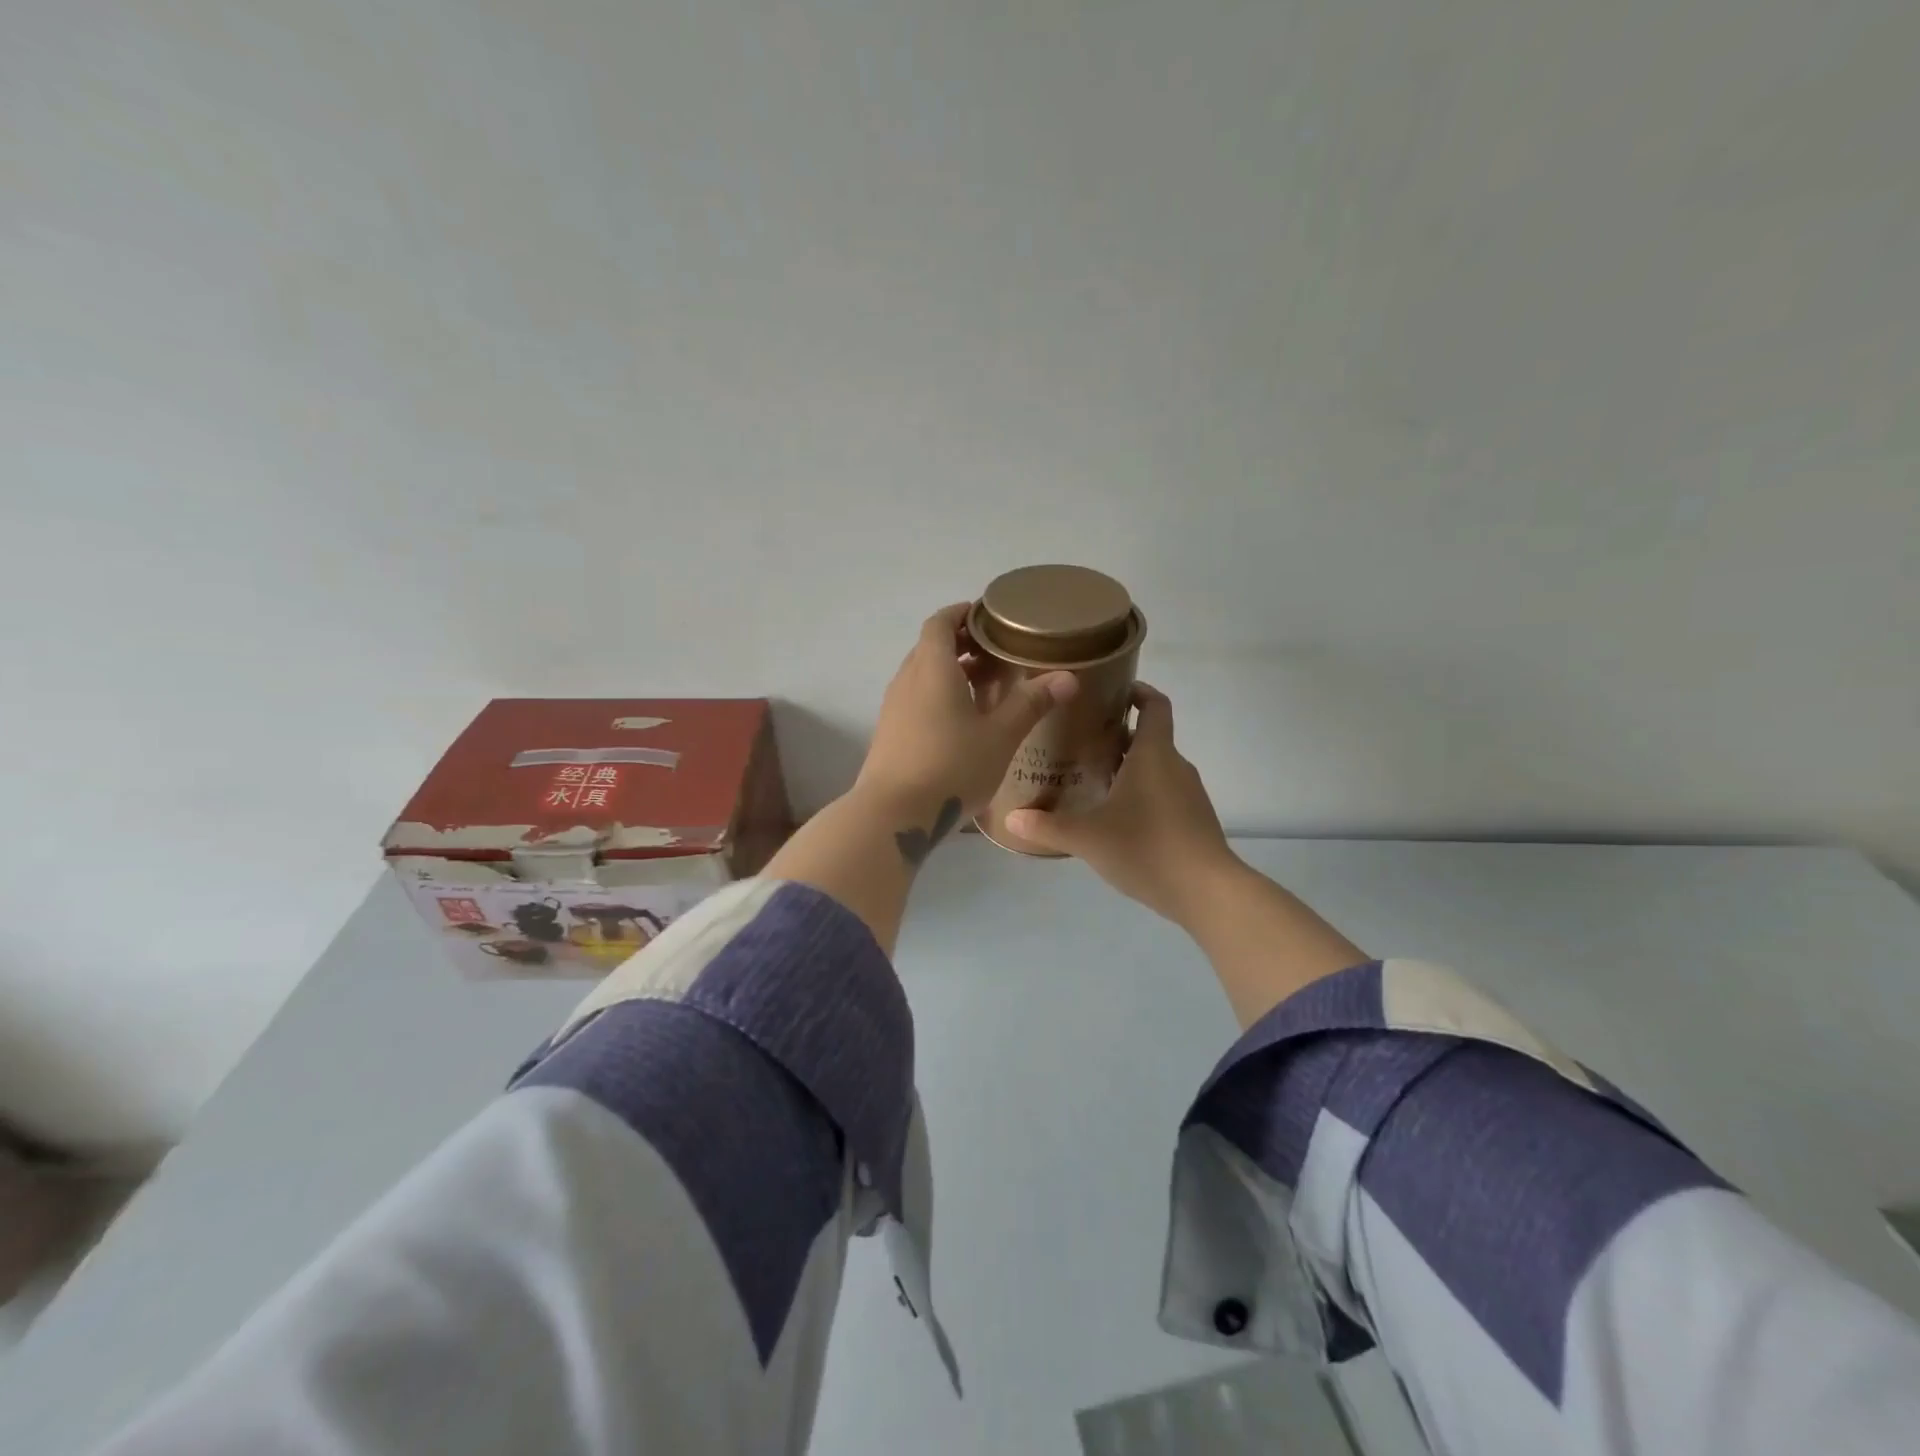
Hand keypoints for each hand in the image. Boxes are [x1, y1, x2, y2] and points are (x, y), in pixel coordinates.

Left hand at [855, 603, 1078, 823]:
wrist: (893, 816)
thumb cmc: (951, 767)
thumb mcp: (1000, 736)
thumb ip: (1031, 703)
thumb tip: (1067, 677)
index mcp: (932, 668)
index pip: (940, 623)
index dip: (961, 613)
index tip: (987, 616)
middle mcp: (907, 680)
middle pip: (931, 648)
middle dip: (962, 644)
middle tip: (998, 652)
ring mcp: (893, 708)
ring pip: (923, 676)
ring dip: (951, 672)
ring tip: (987, 686)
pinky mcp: (890, 734)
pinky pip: (916, 700)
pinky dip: (939, 696)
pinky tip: (963, 723)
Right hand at [1004, 684, 1238, 924]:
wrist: (1207, 892)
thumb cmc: (1147, 848)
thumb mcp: (1088, 838)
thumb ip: (1048, 826)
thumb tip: (1011, 818)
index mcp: (1153, 754)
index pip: (1155, 705)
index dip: (1138, 691)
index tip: (1112, 691)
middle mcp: (1175, 766)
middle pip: (1150, 738)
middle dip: (1119, 736)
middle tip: (1082, 741)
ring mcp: (1189, 794)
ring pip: (1157, 768)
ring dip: (1130, 767)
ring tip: (1094, 779)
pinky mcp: (1194, 820)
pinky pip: (1165, 793)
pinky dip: (1143, 794)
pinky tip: (1118, 818)